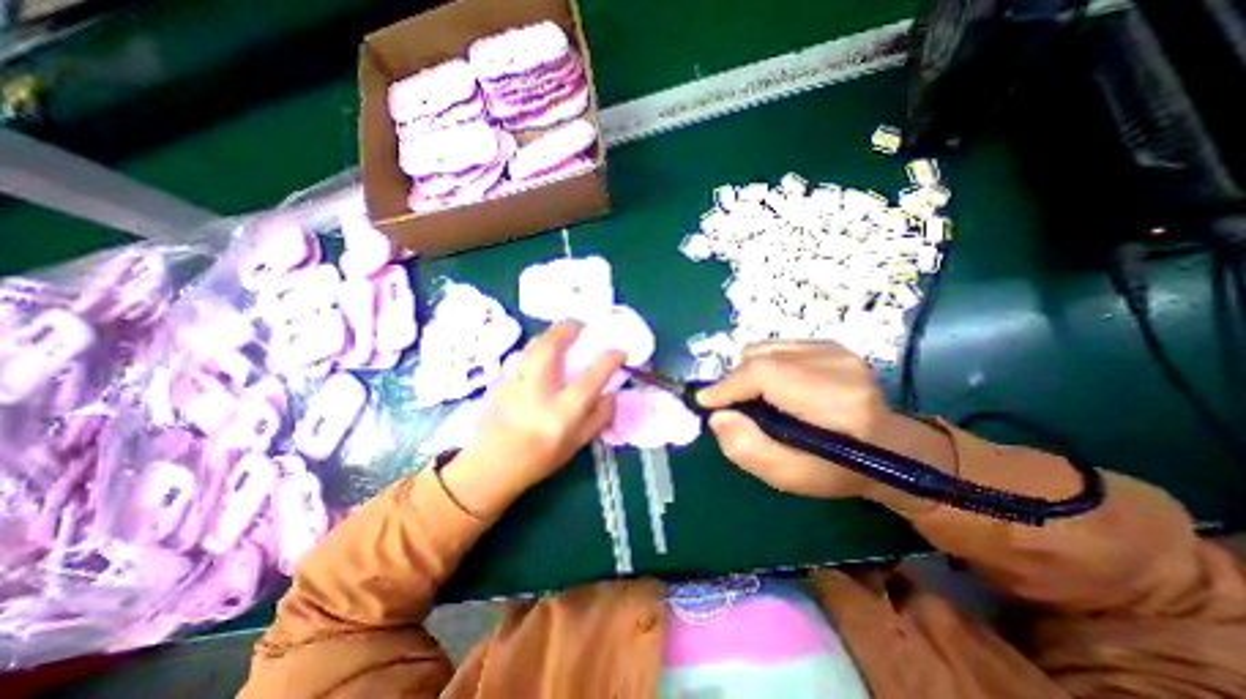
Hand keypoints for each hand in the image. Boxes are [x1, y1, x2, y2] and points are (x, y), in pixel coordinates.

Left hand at [444, 325, 628, 516]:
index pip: (592, 378)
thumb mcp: (577, 444)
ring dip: (550, 335)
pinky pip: (519, 356)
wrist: (491, 468)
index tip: (619, 351)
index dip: (610, 359)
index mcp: (562, 414)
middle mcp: (538, 394)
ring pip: (532, 347)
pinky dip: (534, 348)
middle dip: (568, 329)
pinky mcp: (498, 382)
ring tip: (560, 335)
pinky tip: (539, 354)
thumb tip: (612, 392)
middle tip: (580, 325)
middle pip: (551, 348)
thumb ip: (599, 417)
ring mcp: (514, 385)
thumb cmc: (539, 459)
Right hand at [700, 342, 956, 514]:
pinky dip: (764, 367)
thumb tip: (718, 416)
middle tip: (733, 408)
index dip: (728, 385)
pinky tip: (777, 389)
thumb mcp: (792, 477)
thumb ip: (749, 450)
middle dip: (736, 382)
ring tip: (759, 401)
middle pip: (761, 358)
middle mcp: (838, 364)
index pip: (766, 374)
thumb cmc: (840, 470)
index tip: (704, 401)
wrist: (890, 448)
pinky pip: (776, 348)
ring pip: (765, 350)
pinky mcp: (830, 344)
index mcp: (837, 400)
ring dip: (750, 374)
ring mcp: (836, 349)